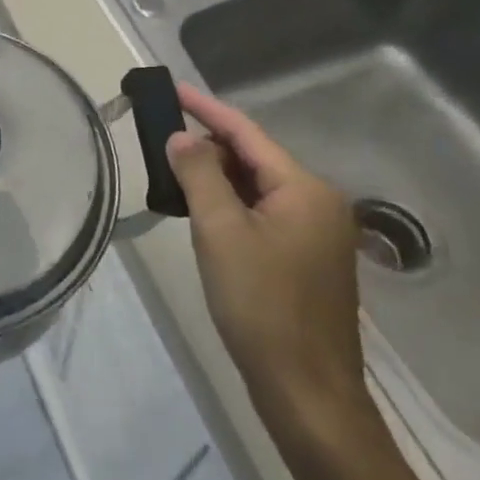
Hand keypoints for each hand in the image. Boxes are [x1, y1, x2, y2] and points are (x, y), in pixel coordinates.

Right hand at [166, 84, 372, 448]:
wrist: (306, 391)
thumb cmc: (261, 305)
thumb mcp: (220, 232)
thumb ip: (198, 175)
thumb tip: (180, 136)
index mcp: (305, 189)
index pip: (247, 133)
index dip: (205, 109)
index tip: (171, 88)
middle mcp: (319, 202)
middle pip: (254, 158)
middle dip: (208, 145)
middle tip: (160, 136)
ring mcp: (317, 233)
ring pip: (257, 187)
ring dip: (216, 177)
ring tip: (172, 170)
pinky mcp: (307, 258)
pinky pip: (263, 213)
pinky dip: (231, 204)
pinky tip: (202, 210)